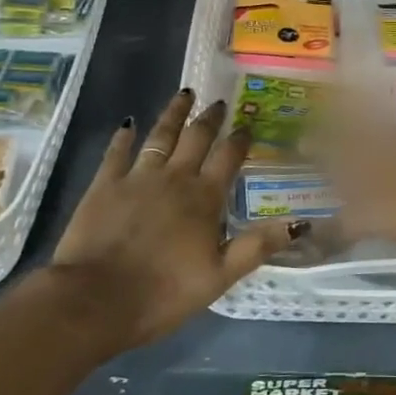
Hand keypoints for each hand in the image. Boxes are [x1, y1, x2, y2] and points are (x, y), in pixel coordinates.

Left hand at [50, 89, 298, 345]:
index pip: (228, 158)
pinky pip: (117, 152)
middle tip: (218, 102)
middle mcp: (174, 178)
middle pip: (196, 138)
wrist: (95, 300)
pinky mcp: (105, 185)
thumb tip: (301, 223)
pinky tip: (128, 124)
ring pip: (160, 135)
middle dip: (209, 118)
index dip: (239, 140)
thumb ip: (257, 246)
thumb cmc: (163, 293)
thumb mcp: (219, 276)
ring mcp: (137, 177)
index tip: (247, 124)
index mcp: (204, 198)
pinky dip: (123, 137)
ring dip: (174, 113)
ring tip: (184, 93)